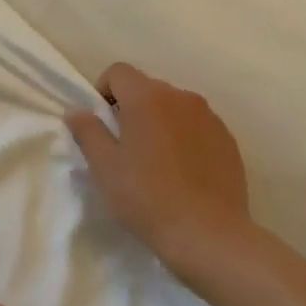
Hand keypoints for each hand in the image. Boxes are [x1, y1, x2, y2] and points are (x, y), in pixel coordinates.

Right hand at [66, 62, 260, 277]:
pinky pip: (196, 126)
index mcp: (148, 98)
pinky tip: (180, 173)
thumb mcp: (104, 166)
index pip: (118, 72)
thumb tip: (77, 111)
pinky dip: (183, 138)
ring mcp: (210, 118)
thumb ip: (87, 131)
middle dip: (131, 108)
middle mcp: (182, 97)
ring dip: (159, 122)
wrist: (207, 233)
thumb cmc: (146, 197)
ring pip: (173, 107)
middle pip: (147, 88)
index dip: (103, 91)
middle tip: (123, 147)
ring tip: (154, 162)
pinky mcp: (228, 140)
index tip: (101, 124)